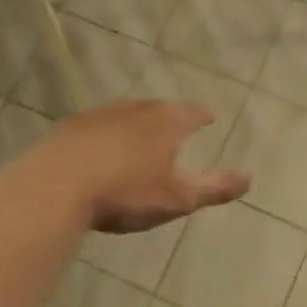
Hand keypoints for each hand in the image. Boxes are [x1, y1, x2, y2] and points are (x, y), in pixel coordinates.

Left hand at [45, 101, 248, 233]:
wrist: (56, 187)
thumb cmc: (126, 191)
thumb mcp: (177, 197)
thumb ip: (214, 188)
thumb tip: (249, 178)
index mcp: (164, 122)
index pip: (190, 113)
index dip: (201, 116)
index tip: (209, 119)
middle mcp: (133, 110)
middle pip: (157, 109)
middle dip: (169, 117)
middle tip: (176, 127)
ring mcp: (98, 116)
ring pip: (125, 115)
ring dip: (136, 125)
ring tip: (141, 139)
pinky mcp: (70, 129)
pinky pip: (97, 128)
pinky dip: (107, 136)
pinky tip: (101, 151)